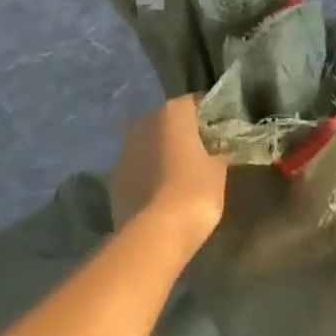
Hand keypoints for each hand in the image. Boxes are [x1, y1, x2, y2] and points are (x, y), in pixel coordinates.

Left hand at [109, 96, 228, 250]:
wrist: (155, 233)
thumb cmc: (195, 191)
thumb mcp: (218, 171)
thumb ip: (219, 153)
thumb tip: (221, 151)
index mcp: (173, 113)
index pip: (195, 102)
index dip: (209, 115)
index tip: (220, 130)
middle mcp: (145, 123)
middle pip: (168, 121)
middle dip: (182, 133)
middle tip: (200, 151)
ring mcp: (125, 150)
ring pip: (148, 143)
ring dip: (161, 153)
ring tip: (178, 174)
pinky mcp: (114, 178)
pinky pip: (137, 168)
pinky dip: (147, 173)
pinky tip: (160, 191)